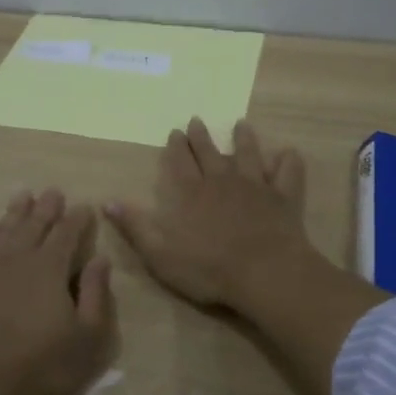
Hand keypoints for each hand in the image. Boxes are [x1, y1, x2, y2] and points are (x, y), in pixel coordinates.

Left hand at [0, 188, 116, 394]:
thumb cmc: (44, 364)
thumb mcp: (88, 335)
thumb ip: (96, 293)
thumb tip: (100, 259)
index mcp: (51, 268)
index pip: (67, 234)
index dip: (77, 219)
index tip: (84, 206)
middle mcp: (19, 260)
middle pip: (34, 226)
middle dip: (46, 208)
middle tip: (53, 191)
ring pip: (3, 232)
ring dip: (15, 213)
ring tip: (23, 196)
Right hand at [106, 118, 311, 309]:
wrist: (264, 273)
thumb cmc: (208, 268)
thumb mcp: (159, 253)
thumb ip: (135, 225)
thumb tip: (107, 201)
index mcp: (190, 193)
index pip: (180, 162)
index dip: (176, 147)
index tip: (175, 132)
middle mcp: (221, 181)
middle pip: (209, 153)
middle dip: (201, 137)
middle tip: (197, 121)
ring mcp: (255, 186)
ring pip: (248, 155)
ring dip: (244, 139)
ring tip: (241, 125)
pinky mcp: (283, 197)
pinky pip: (288, 173)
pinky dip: (288, 161)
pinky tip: (289, 152)